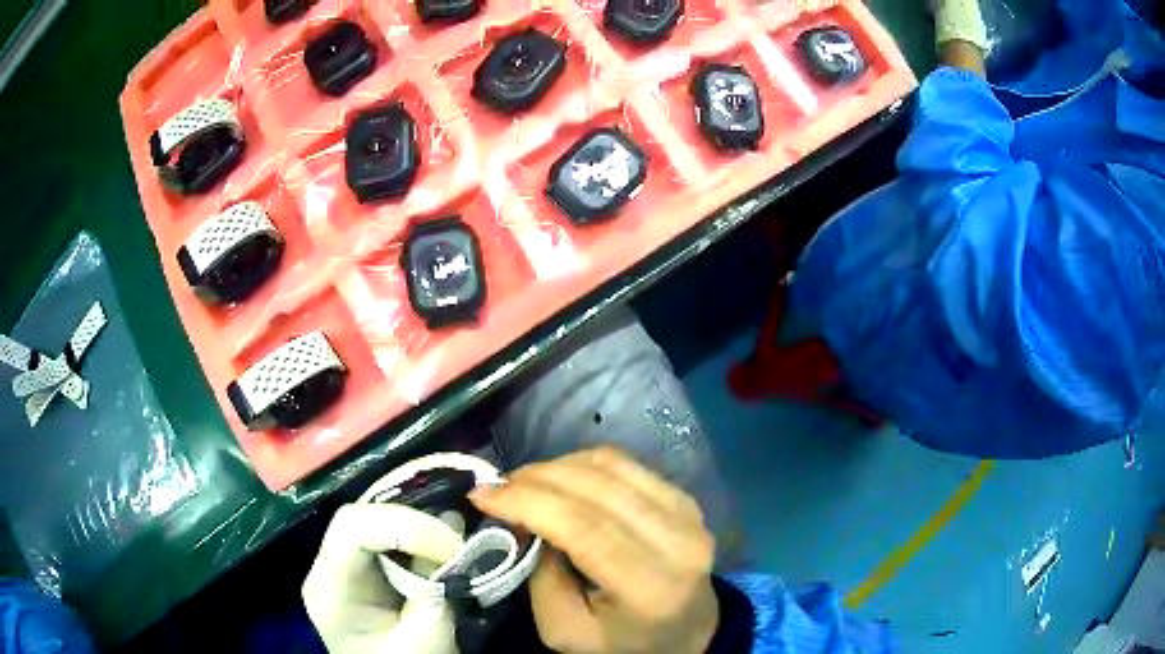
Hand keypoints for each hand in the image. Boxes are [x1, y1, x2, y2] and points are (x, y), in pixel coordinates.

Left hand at [303, 503, 463, 653]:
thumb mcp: (422, 646)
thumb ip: (436, 601)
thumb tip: (459, 553)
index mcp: (329, 586)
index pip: (352, 526)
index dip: (406, 526)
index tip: (453, 549)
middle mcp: (330, 565)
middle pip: (366, 516)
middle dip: (419, 525)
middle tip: (461, 548)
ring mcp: (349, 564)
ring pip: (382, 520)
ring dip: (426, 529)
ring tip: (459, 549)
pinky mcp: (371, 567)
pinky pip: (395, 536)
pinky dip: (427, 539)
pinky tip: (449, 552)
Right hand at [471, 446, 718, 653]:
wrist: (688, 634)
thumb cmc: (622, 643)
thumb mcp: (566, 631)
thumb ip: (540, 577)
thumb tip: (523, 520)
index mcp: (650, 587)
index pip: (584, 528)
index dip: (528, 502)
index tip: (482, 494)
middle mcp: (679, 542)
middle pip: (598, 488)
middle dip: (536, 478)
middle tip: (498, 488)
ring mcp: (689, 515)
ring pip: (612, 466)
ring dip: (558, 466)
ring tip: (525, 484)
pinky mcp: (687, 500)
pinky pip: (628, 465)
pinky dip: (585, 465)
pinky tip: (562, 480)